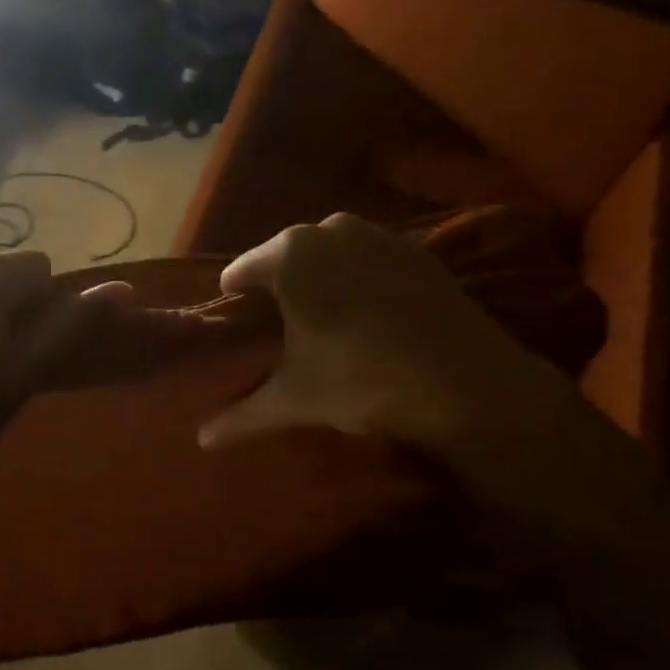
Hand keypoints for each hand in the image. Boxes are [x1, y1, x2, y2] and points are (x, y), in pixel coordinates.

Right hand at [198, 215, 652, 546]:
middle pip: (284, 258)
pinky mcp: (417, 250)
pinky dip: (358, 279)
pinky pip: (368, 259)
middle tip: (278, 332)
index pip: (241, 273)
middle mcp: (330, 229)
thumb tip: (200, 441)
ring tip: (322, 322)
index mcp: (290, 255)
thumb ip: (241, 416)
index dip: (234, 303)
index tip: (237, 329)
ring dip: (319, 280)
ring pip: (328, 253)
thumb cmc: (364, 381)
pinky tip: (368, 315)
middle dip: (277, 289)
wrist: (470, 384)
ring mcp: (379, 235)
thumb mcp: (296, 401)